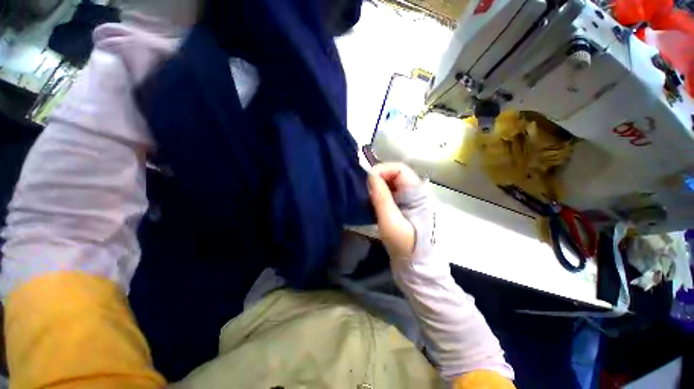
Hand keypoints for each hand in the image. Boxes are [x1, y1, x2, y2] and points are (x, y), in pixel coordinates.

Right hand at [367, 163, 420, 259]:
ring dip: (377, 188)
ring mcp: (407, 199)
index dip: (382, 170)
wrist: (413, 263)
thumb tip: (371, 175)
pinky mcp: (401, 206)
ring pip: (389, 183)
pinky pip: (388, 193)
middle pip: (393, 174)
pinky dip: (378, 195)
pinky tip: (372, 204)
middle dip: (378, 179)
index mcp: (416, 192)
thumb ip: (381, 197)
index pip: (399, 168)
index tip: (368, 182)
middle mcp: (413, 192)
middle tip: (366, 192)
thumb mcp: (390, 220)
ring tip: (367, 198)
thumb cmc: (404, 243)